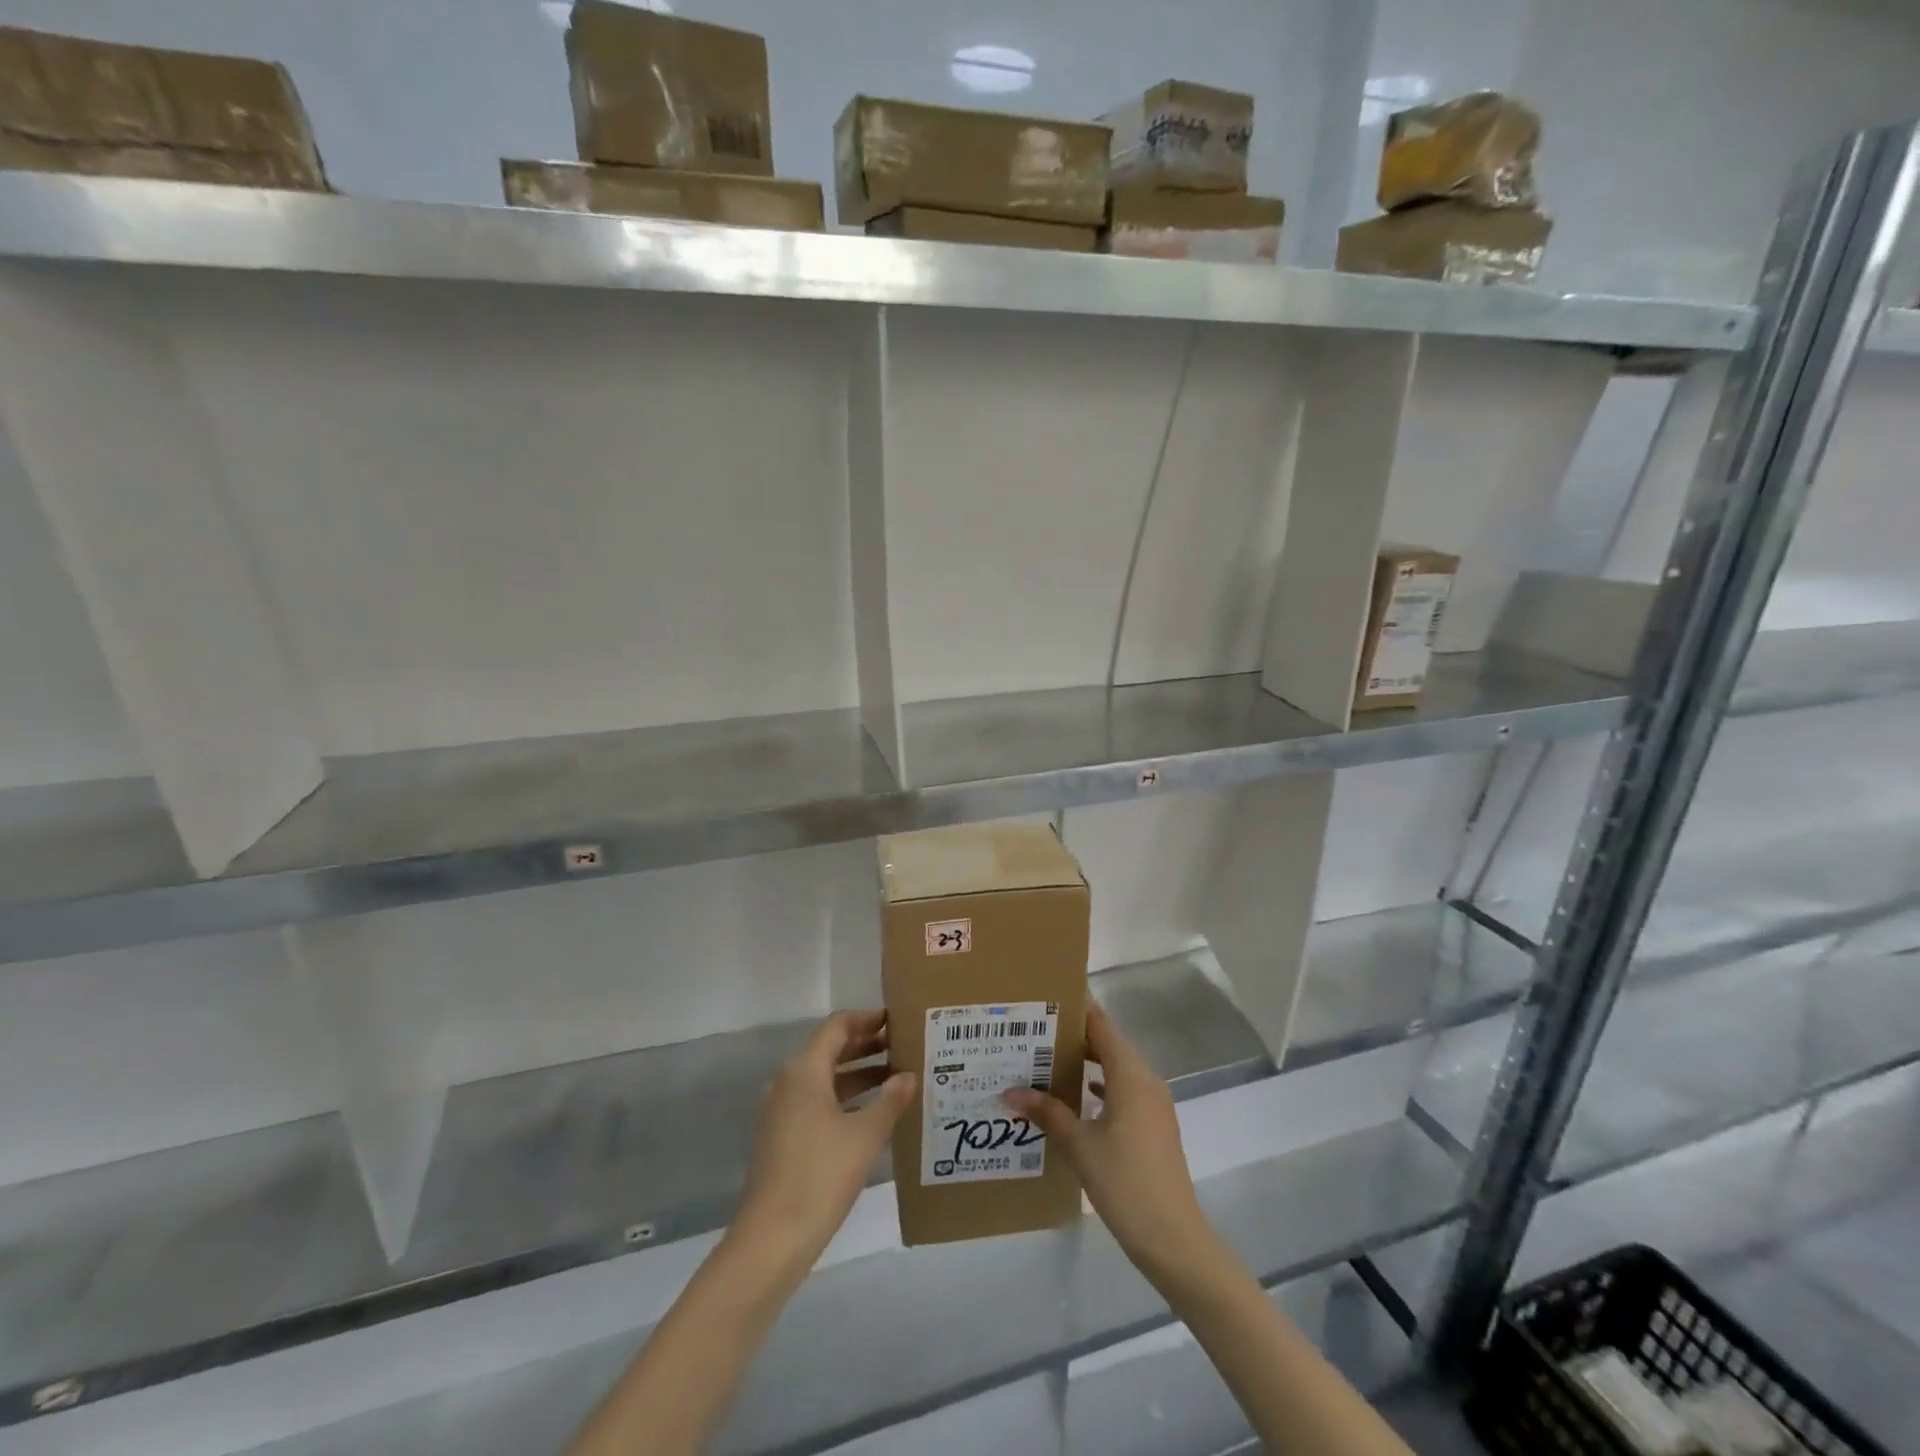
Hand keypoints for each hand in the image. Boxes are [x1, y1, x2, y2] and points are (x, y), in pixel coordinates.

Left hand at [736, 1009, 915, 1272]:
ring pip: (825, 1077)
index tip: (896, 1020)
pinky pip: (817, 1100)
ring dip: (859, 1073)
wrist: (771, 1239)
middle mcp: (789, 1082)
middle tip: (903, 1047)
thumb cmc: (821, 1176)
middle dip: (866, 1045)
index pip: (838, 1026)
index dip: (867, 1019)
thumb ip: (890, 1100)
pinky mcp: (782, 1136)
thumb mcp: (865, 1136)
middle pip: (830, 1049)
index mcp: (805, 1070)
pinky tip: (872, 1114)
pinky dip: (845, 1097)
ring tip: (897, 1078)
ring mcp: (782, 1110)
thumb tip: (909, 1075)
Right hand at [1005, 1003, 1215, 1281]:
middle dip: (1073, 1037)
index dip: (1076, 1008)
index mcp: (1130, 1074)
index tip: (1045, 998)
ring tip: (1046, 1061)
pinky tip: (1074, 1099)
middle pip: (1107, 1043)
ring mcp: (1153, 1104)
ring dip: (1085, 1063)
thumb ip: (1047, 1113)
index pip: (1101, 1024)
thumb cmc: (1125, 1181)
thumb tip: (1011, 1091)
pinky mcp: (1153, 1125)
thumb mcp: (1078, 1145)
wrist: (1173, 1238)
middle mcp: (1145, 1080)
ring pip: (1115, 1068)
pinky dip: (1099, 1087)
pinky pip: (1123, 1091)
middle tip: (1034, 1032)